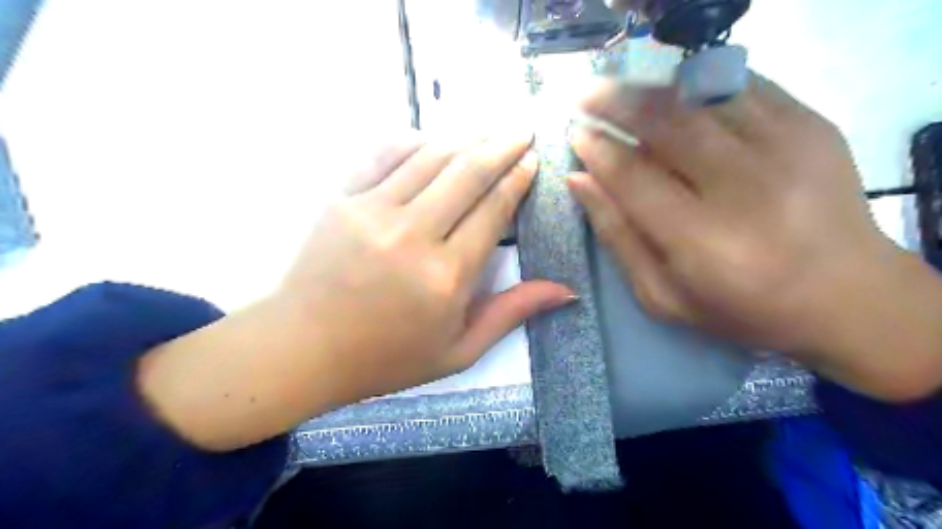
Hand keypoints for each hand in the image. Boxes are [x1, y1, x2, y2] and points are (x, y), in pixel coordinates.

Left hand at [137, 131, 570, 450]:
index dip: (517, 179)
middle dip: (502, 146)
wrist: (304, 349)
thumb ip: (511, 313)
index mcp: (447, 276)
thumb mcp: (458, 351)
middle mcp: (413, 235)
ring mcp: (372, 211)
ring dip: (463, 139)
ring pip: (429, 157)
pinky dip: (411, 140)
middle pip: (468, 174)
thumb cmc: (386, 357)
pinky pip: (382, 154)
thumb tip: (566, 291)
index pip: (493, 211)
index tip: (532, 160)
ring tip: (486, 131)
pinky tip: (430, 139)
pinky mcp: (341, 199)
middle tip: (522, 131)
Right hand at [570, 76, 940, 399]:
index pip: (632, 176)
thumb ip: (617, 236)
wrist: (847, 297)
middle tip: (586, 96)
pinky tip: (676, 95)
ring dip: (652, 89)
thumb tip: (579, 180)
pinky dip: (698, 85)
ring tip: (623, 93)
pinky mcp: (812, 126)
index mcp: (702, 241)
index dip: (596, 149)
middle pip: (666, 123)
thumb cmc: (741, 308)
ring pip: (700, 96)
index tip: (575, 134)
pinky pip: (741, 86)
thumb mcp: (662, 295)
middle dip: (616, 101)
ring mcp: (785, 149)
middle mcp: (744, 188)